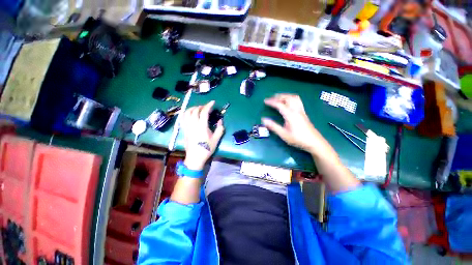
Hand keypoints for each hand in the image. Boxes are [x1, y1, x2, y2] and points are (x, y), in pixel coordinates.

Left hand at [182, 101, 224, 170]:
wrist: (195, 157)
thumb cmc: (206, 149)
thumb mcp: (216, 139)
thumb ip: (220, 129)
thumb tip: (220, 121)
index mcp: (202, 126)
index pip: (204, 112)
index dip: (209, 105)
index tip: (213, 102)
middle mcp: (193, 124)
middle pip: (195, 110)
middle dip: (201, 106)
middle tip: (207, 107)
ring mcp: (187, 126)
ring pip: (187, 112)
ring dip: (193, 108)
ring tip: (198, 109)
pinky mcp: (184, 129)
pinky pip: (183, 118)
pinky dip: (186, 113)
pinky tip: (190, 114)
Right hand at [262, 94, 323, 154]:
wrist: (314, 142)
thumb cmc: (298, 139)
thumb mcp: (283, 134)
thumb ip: (273, 126)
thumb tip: (264, 120)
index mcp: (290, 115)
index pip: (279, 104)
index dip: (271, 102)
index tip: (265, 101)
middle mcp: (296, 110)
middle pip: (288, 97)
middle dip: (279, 96)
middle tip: (271, 98)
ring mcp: (301, 111)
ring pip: (294, 98)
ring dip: (286, 96)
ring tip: (279, 98)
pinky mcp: (304, 113)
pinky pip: (297, 101)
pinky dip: (291, 98)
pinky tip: (288, 103)